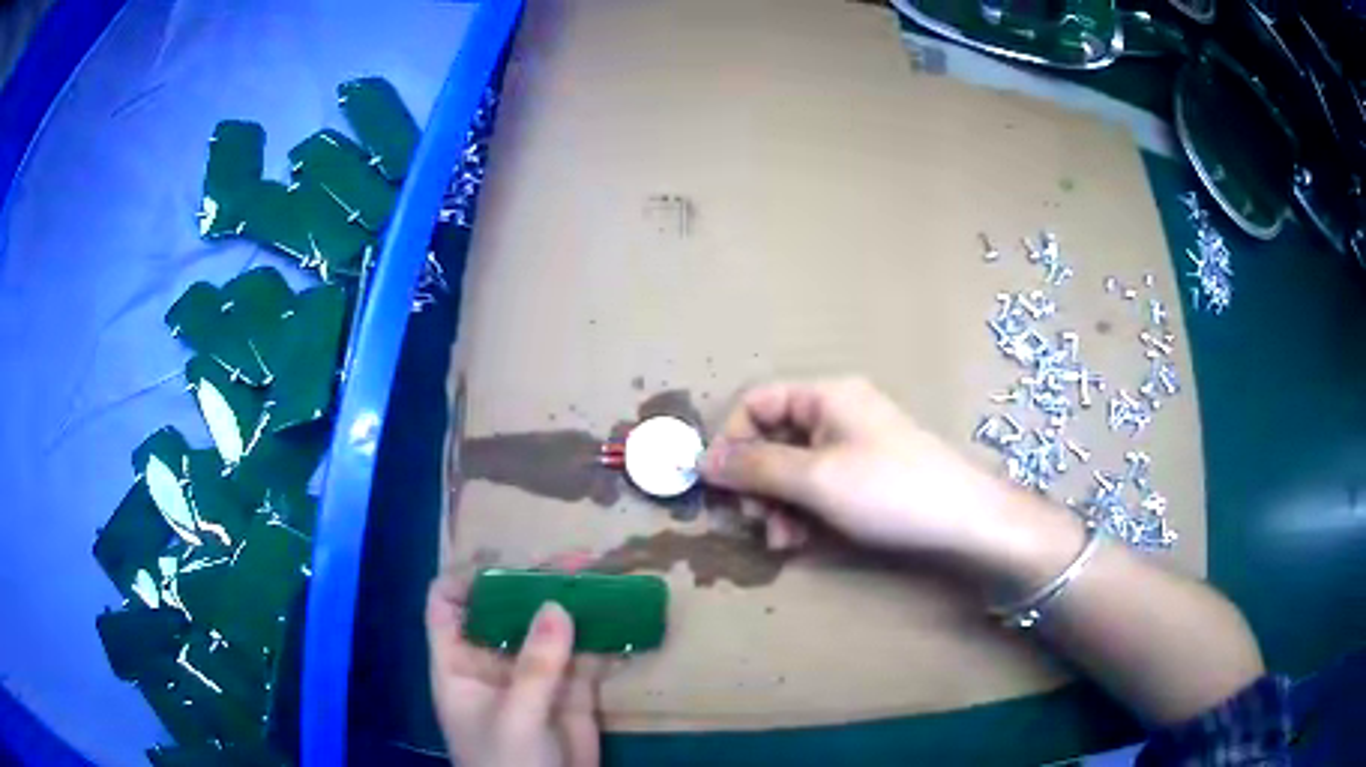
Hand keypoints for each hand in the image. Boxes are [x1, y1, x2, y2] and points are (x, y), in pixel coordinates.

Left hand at [426, 572, 606, 766]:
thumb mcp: (514, 719)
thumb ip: (534, 667)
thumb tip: (556, 605)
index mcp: (459, 664)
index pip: (446, 605)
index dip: (468, 579)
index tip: (507, 566)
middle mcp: (493, 660)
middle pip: (506, 607)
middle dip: (535, 580)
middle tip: (576, 562)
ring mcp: (534, 673)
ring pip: (549, 625)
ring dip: (574, 601)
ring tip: (604, 576)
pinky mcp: (571, 689)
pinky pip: (584, 652)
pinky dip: (602, 633)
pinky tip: (624, 616)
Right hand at [700, 377, 1011, 557]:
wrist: (964, 520)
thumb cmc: (889, 491)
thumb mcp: (815, 480)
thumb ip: (755, 468)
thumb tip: (703, 461)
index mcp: (825, 396)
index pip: (756, 403)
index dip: (731, 441)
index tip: (719, 488)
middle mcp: (836, 412)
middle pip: (772, 438)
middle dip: (758, 484)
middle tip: (757, 522)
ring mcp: (853, 444)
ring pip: (792, 468)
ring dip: (778, 505)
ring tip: (783, 541)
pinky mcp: (865, 474)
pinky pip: (818, 485)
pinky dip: (803, 511)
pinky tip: (803, 541)